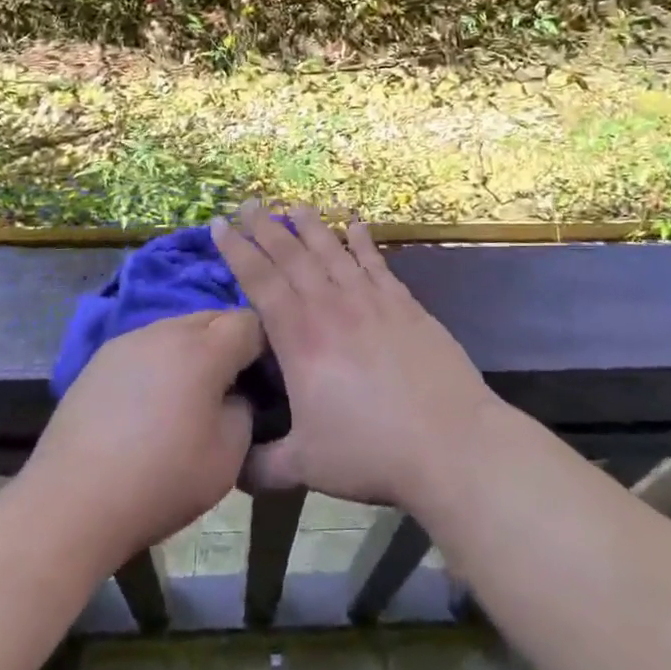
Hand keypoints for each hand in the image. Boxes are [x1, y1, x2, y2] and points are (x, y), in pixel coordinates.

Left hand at [22, 309, 261, 570]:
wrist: (71, 503)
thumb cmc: (161, 480)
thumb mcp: (228, 456)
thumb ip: (245, 411)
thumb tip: (236, 395)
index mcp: (203, 349)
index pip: (250, 322)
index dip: (264, 347)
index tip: (264, 380)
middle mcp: (165, 331)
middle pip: (213, 318)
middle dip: (230, 344)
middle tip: (231, 387)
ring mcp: (127, 342)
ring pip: (176, 329)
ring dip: (193, 351)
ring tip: (189, 396)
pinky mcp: (99, 360)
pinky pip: (146, 347)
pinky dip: (160, 363)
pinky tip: (149, 404)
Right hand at [209, 201, 496, 511]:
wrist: (450, 444)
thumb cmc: (372, 453)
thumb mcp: (305, 467)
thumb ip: (260, 466)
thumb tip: (226, 467)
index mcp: (301, 340)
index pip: (261, 282)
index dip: (238, 251)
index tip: (220, 224)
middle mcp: (332, 308)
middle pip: (293, 256)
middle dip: (266, 227)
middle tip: (248, 202)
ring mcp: (372, 302)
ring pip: (333, 251)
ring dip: (310, 226)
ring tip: (294, 204)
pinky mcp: (405, 305)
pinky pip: (376, 262)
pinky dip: (362, 240)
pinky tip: (355, 223)